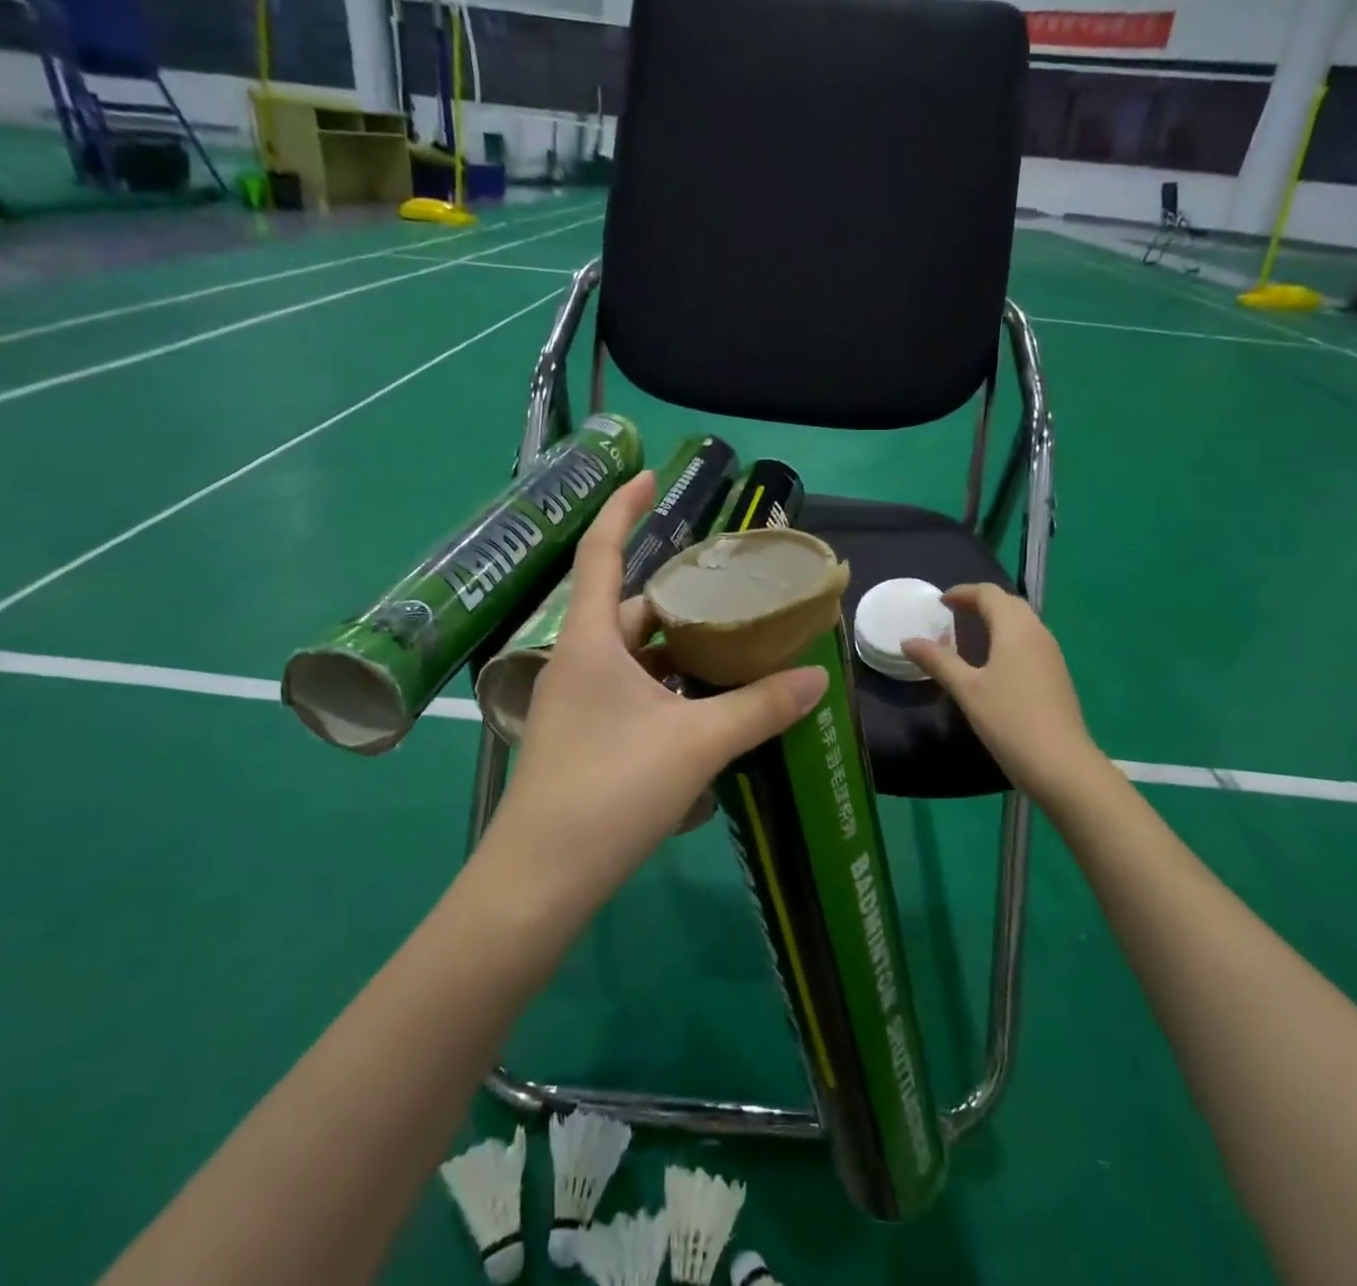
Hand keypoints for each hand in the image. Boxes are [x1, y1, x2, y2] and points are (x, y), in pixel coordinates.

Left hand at [481, 471, 829, 916]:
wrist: (539, 882)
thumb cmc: (610, 792)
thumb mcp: (697, 744)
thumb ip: (760, 707)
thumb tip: (817, 678)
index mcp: (591, 642)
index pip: (602, 553)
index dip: (622, 508)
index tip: (647, 475)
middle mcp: (577, 662)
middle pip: (629, 609)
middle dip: (678, 597)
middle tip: (730, 592)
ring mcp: (576, 703)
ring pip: (634, 657)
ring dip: (677, 649)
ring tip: (732, 647)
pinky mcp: (583, 739)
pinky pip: (631, 694)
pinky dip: (667, 690)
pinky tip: (705, 709)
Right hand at [902, 583, 1098, 801]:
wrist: (1061, 764)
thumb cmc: (1009, 720)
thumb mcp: (966, 689)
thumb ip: (938, 661)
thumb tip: (907, 641)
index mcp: (1016, 629)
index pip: (989, 594)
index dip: (963, 592)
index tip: (940, 602)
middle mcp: (1037, 633)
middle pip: (1009, 603)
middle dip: (981, 602)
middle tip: (953, 615)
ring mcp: (1051, 655)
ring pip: (1023, 622)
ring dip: (996, 620)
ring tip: (969, 635)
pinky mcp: (1056, 675)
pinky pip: (1030, 641)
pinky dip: (1008, 638)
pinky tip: (994, 662)